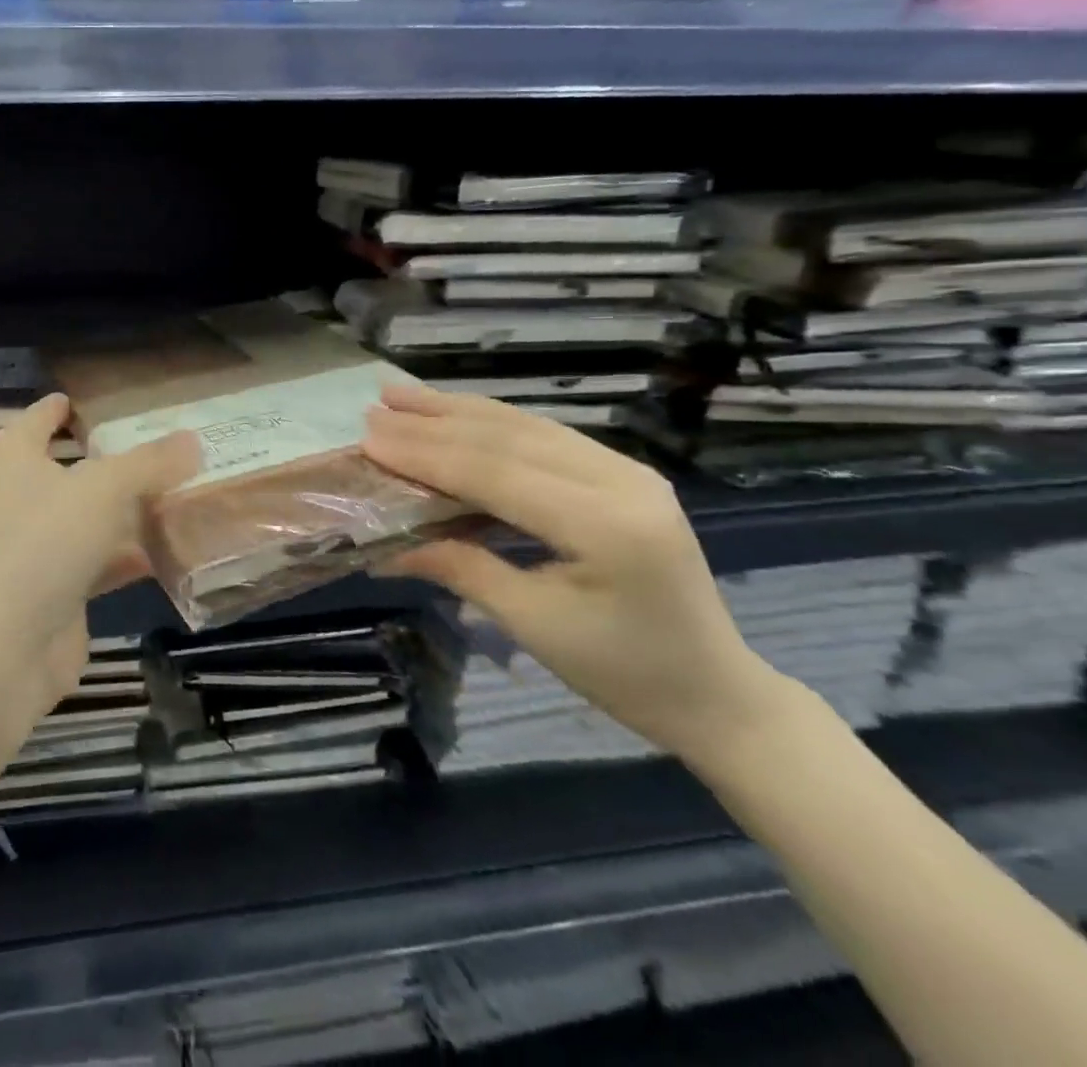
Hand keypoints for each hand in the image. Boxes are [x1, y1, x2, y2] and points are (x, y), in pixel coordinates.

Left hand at [0, 395, 200, 718]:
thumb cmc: (40, 545)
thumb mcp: (102, 489)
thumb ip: (149, 463)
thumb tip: (192, 439)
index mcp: (14, 457)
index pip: (41, 417)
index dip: (69, 406)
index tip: (106, 399)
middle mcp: (20, 496)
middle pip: (75, 467)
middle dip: (119, 459)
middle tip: (171, 445)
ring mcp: (36, 547)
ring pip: (92, 516)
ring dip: (132, 509)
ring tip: (186, 491)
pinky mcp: (55, 590)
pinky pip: (101, 561)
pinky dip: (132, 554)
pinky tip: (176, 549)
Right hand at [363, 385, 784, 763]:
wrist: (717, 692)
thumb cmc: (625, 672)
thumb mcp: (534, 625)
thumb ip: (460, 569)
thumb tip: (383, 548)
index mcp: (608, 525)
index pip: (497, 474)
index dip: (427, 454)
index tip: (369, 438)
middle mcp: (622, 480)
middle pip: (509, 438)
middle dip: (434, 422)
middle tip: (374, 409)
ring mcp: (626, 470)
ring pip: (524, 425)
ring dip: (457, 410)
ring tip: (400, 394)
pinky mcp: (620, 473)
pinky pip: (543, 436)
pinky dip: (489, 422)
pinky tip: (454, 411)